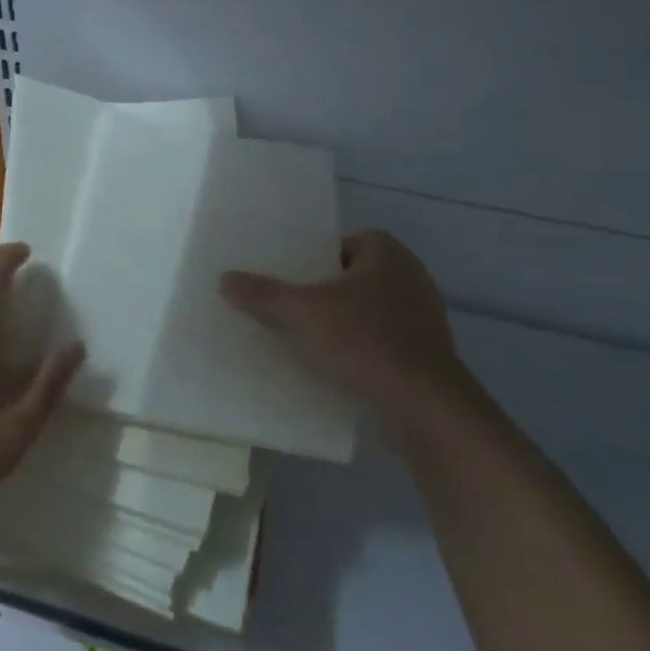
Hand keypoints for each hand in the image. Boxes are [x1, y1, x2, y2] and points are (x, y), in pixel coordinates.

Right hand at [220, 230, 476, 457]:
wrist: (424, 407)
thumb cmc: (365, 342)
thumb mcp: (302, 314)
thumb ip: (263, 295)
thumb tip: (225, 279)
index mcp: (388, 254)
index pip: (345, 242)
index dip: (316, 257)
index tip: (290, 278)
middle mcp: (410, 278)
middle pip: (353, 278)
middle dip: (322, 293)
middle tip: (288, 308)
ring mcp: (422, 319)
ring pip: (367, 313)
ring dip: (340, 325)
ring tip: (303, 340)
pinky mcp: (424, 357)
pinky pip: (380, 344)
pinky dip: (357, 352)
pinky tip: (331, 369)